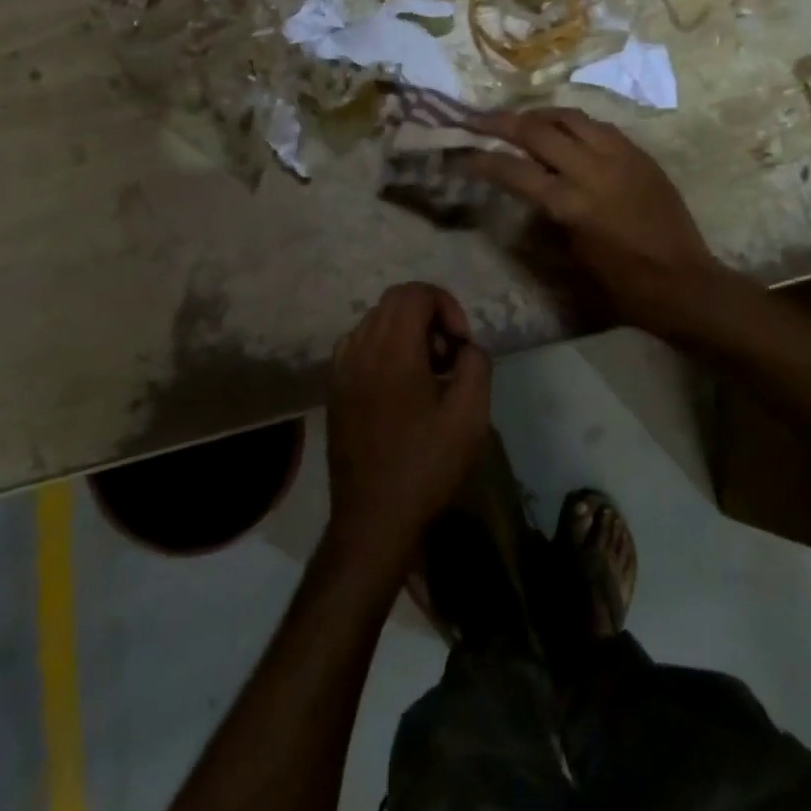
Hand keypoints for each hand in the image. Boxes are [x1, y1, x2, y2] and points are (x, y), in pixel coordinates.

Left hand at [326, 283, 492, 580]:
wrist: (374, 518)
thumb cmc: (427, 465)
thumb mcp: (471, 415)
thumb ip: (475, 363)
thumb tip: (465, 347)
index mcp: (392, 350)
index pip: (415, 292)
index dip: (447, 305)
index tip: (461, 344)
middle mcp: (360, 349)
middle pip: (394, 301)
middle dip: (429, 316)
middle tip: (448, 358)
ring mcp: (341, 369)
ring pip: (375, 322)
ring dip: (406, 332)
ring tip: (427, 374)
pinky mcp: (334, 390)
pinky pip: (360, 346)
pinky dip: (384, 350)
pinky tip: (400, 388)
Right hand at [461, 107, 717, 329]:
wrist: (682, 282)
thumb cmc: (620, 284)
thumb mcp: (570, 257)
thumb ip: (543, 217)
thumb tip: (524, 190)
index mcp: (570, 204)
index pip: (513, 170)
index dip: (482, 160)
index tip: (462, 154)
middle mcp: (592, 170)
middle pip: (537, 130)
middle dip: (500, 122)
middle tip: (477, 119)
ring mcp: (620, 156)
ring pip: (570, 116)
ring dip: (539, 114)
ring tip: (520, 118)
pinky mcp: (640, 154)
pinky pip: (600, 126)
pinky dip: (574, 123)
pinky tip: (564, 130)